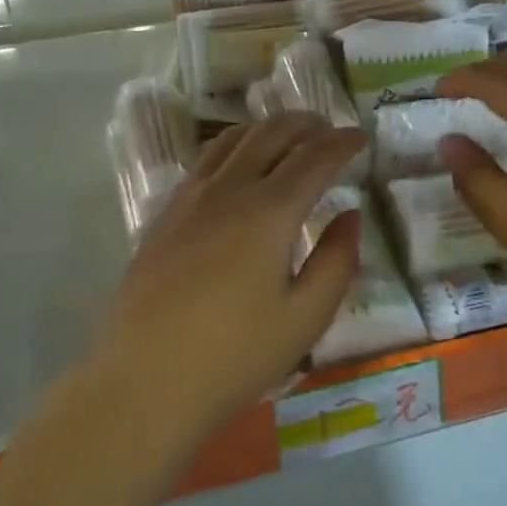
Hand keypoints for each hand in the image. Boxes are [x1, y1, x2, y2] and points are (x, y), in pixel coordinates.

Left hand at [100, 113, 366, 438]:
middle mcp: (228, 190)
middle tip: (328, 129)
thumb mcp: (305, 319)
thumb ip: (336, 261)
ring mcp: (190, 199)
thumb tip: (350, 215)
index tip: (361, 137)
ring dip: (266, 129)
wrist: (145, 381)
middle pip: (270, 135)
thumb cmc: (235, 356)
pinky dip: (233, 147)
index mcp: (269, 212)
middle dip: (305, 124)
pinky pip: (205, 162)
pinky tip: (237, 167)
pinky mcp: (165, 215)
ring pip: (232, 140)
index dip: (342, 143)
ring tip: (286, 136)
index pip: (314, 158)